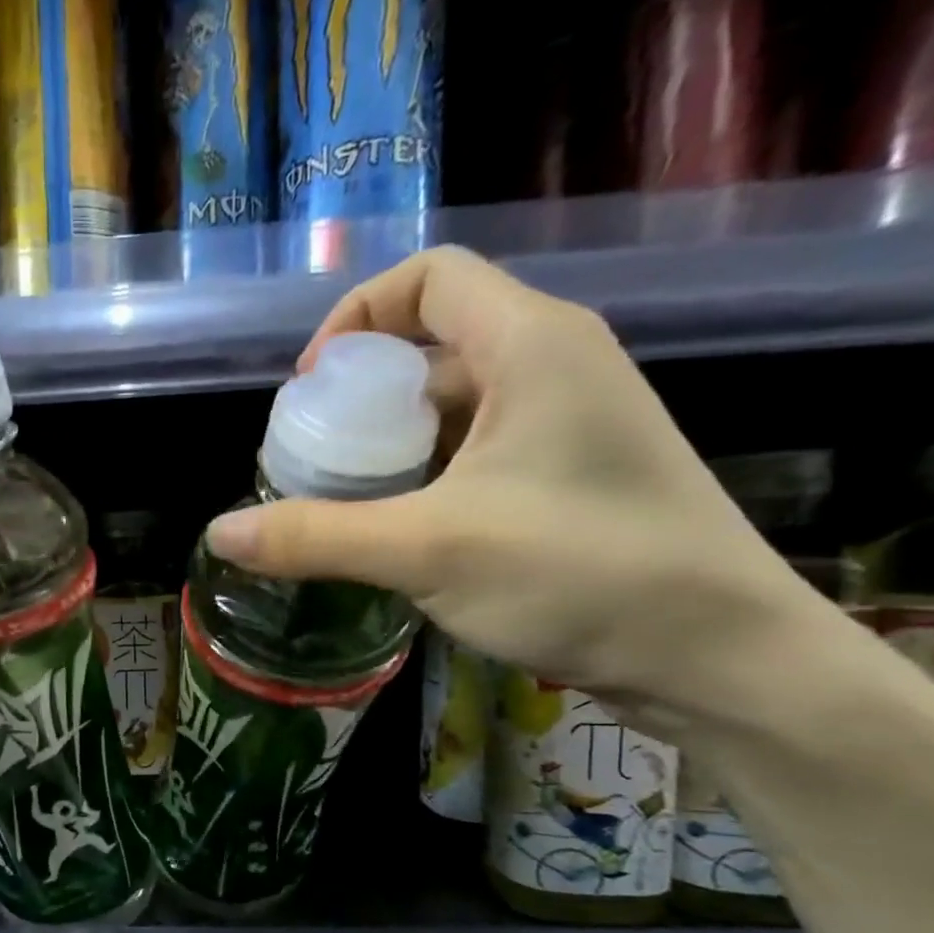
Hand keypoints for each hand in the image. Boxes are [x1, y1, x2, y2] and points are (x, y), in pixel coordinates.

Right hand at [205, 247, 816, 724]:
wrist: (714, 653)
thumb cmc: (578, 574)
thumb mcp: (427, 550)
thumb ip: (315, 537)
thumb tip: (219, 534)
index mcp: (530, 345)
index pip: (427, 279)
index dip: (355, 319)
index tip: (309, 392)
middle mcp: (553, 366)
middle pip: (430, 347)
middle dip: (359, 398)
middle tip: (308, 462)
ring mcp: (566, 425)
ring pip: (451, 409)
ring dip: (386, 448)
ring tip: (337, 505)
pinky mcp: (567, 478)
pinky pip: (475, 454)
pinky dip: (422, 479)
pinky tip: (392, 532)